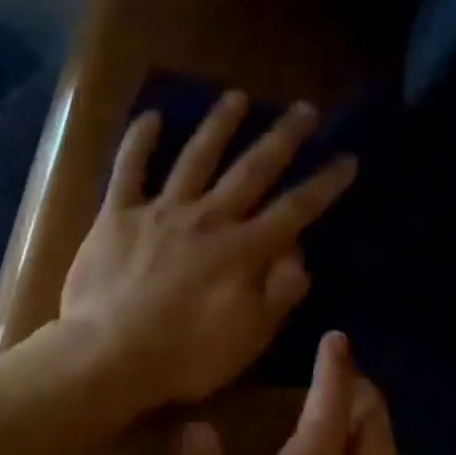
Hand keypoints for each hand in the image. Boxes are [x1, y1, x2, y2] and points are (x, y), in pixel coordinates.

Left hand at [60, 91, 356, 410]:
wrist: (108, 355)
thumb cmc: (182, 357)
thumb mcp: (248, 338)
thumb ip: (278, 293)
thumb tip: (298, 254)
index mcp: (243, 251)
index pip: (295, 209)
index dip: (324, 184)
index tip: (347, 158)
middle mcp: (207, 219)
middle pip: (252, 169)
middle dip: (283, 138)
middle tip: (305, 110)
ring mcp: (160, 212)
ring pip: (196, 156)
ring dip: (219, 125)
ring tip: (237, 97)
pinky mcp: (117, 215)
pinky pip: (128, 169)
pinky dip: (139, 142)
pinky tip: (151, 116)